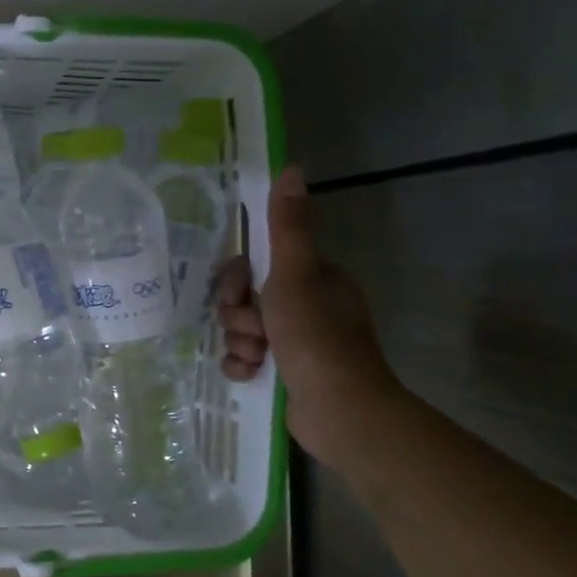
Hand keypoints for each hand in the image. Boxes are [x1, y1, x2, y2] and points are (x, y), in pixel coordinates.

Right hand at [215, 167, 402, 465]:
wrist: (338, 409)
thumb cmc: (315, 335)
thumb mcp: (296, 273)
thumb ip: (288, 225)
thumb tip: (292, 167)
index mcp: (313, 279)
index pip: (258, 263)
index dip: (238, 277)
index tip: (240, 292)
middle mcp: (306, 307)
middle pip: (245, 298)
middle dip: (237, 314)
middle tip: (251, 328)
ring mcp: (296, 343)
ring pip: (242, 330)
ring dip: (239, 342)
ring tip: (256, 356)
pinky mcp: (285, 374)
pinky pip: (245, 359)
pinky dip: (242, 366)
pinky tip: (250, 374)